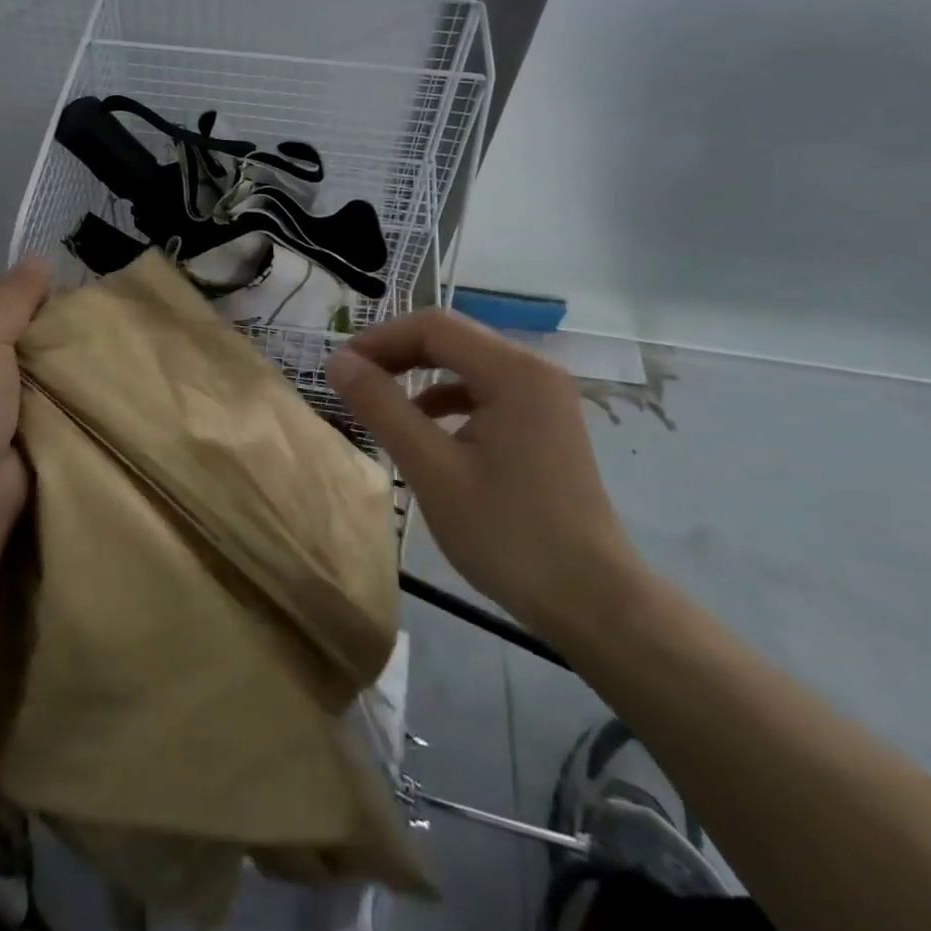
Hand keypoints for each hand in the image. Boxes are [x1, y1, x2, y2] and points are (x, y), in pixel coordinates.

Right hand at [327, 309, 648, 648]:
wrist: (593, 603)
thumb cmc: (509, 535)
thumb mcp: (432, 470)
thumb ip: (383, 408)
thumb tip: (338, 362)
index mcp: (514, 371)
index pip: (433, 327)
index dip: (380, 339)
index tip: (339, 367)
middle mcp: (534, 371)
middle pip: (452, 339)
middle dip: (396, 354)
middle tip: (351, 381)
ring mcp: (543, 398)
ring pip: (466, 365)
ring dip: (418, 376)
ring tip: (377, 402)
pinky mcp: (543, 424)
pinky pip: (484, 393)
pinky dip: (446, 401)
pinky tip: (423, 430)